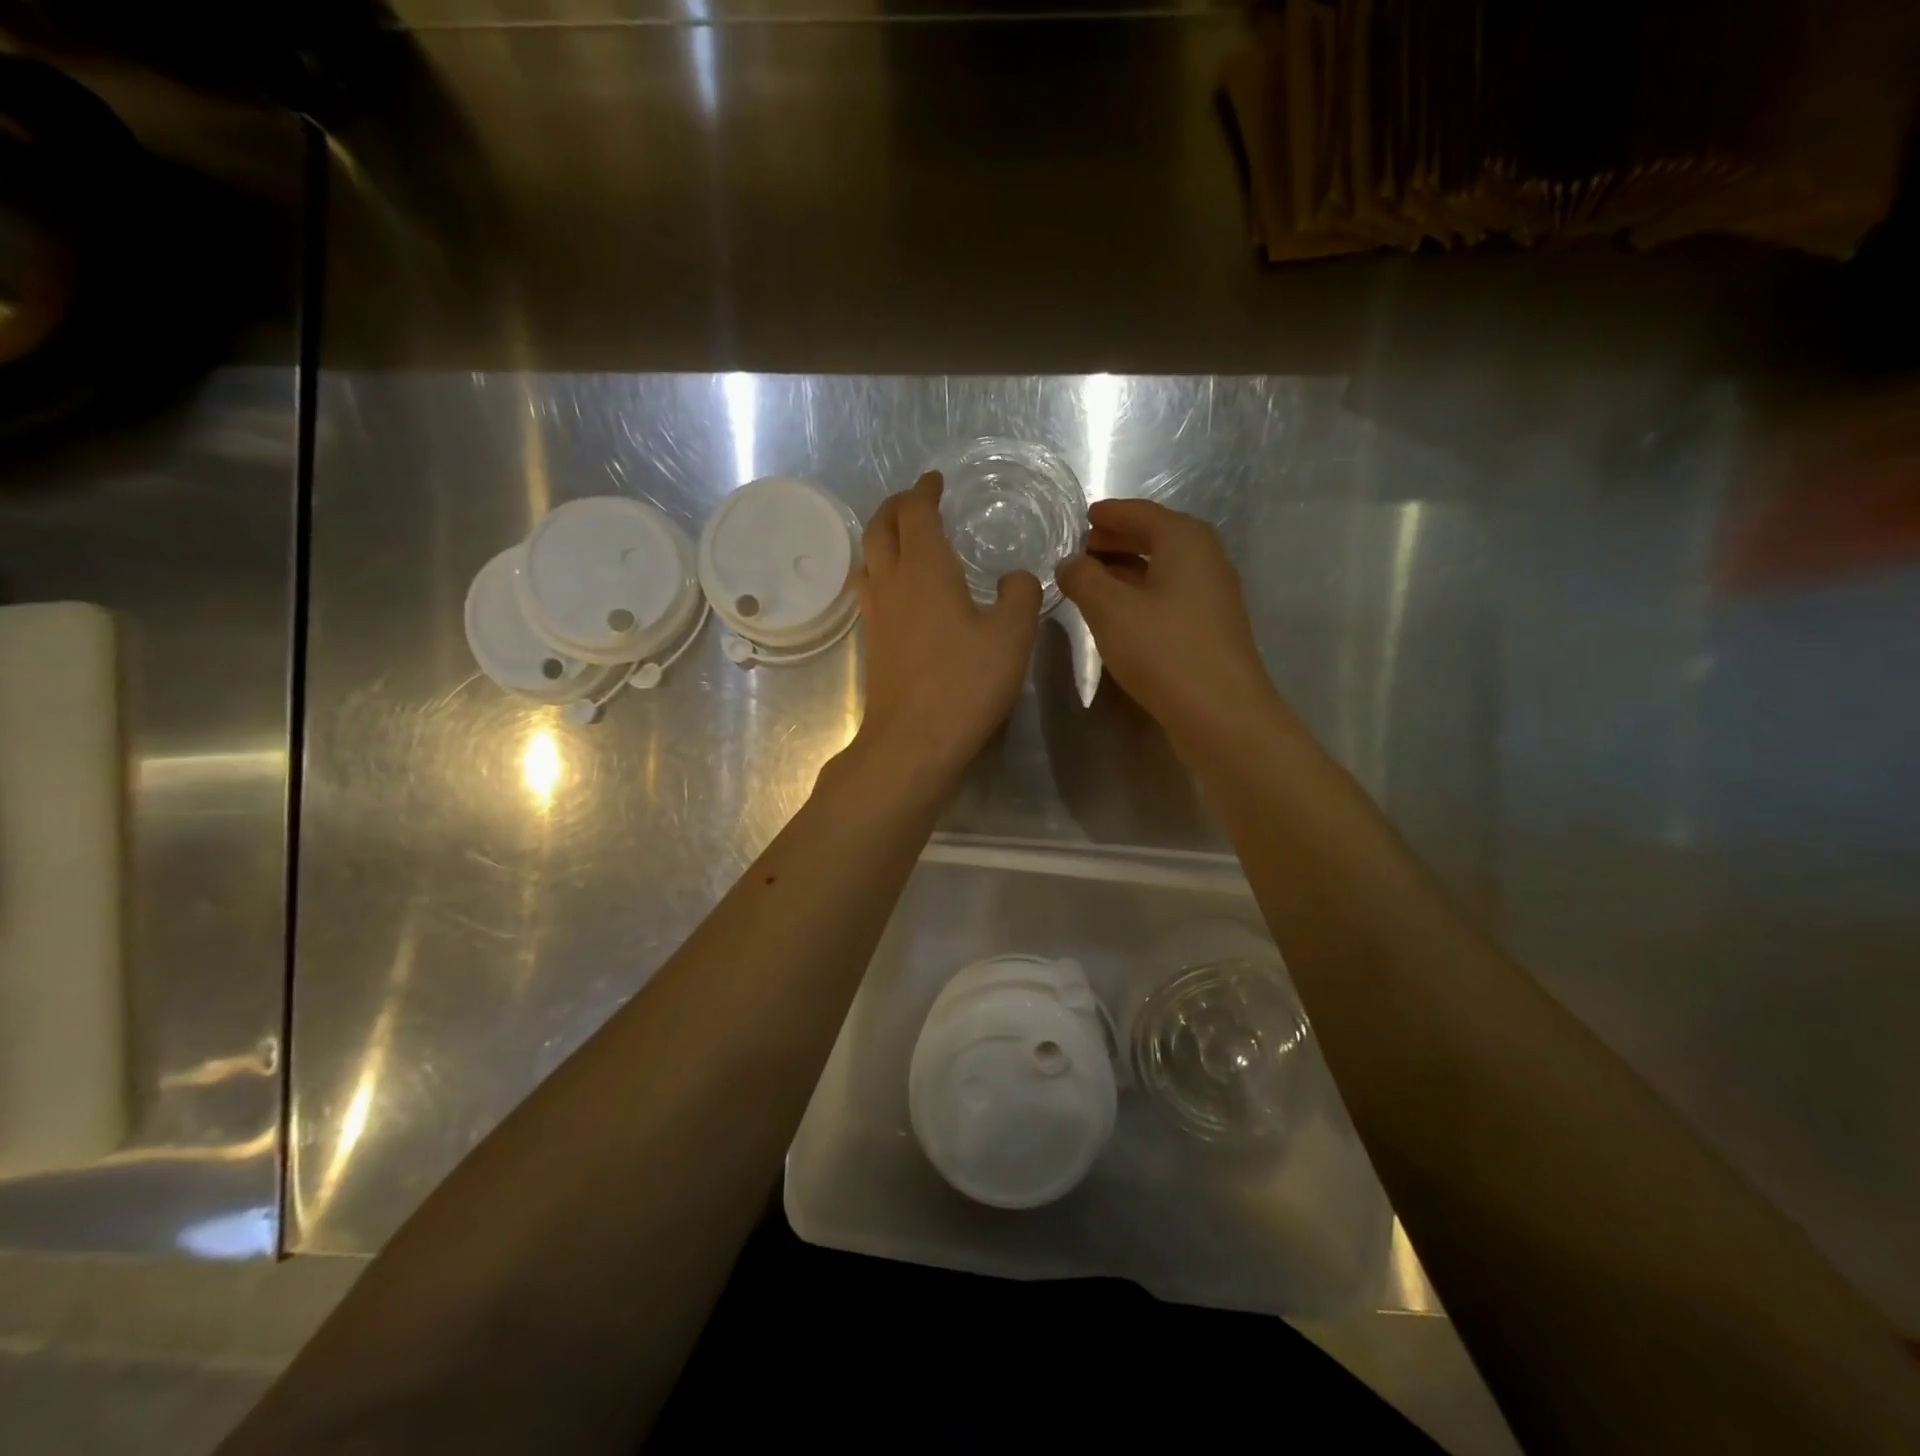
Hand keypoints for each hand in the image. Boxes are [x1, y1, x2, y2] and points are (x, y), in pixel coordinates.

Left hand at [849, 471, 1040, 781]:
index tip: (934, 480)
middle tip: (915, 500)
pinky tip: (898, 587)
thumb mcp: (1012, 636)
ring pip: (868, 557)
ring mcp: (876, 613)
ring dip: (882, 536)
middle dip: (896, 506)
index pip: (916, 513)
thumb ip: (1020, 595)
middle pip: (881, 527)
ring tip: (902, 536)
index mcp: (926, 568)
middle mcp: (892, 582)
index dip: (924, 491)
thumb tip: (1016, 576)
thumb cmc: (965, 683)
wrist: (913, 740)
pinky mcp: (873, 642)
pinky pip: (869, 588)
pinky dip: (880, 569)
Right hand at [1057, 498, 1280, 754]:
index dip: (1111, 514)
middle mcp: (1206, 560)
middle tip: (1083, 549)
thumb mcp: (1110, 610)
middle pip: (1158, 538)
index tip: (1085, 517)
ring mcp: (1213, 596)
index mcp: (1185, 541)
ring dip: (1129, 570)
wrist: (1220, 713)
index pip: (1143, 513)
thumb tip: (1070, 563)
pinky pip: (1171, 596)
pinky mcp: (1211, 629)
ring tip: (1093, 581)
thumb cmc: (1163, 650)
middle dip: (1119, 540)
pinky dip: (1143, 594)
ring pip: (1164, 570)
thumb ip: (1084, 579)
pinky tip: (1120, 614)